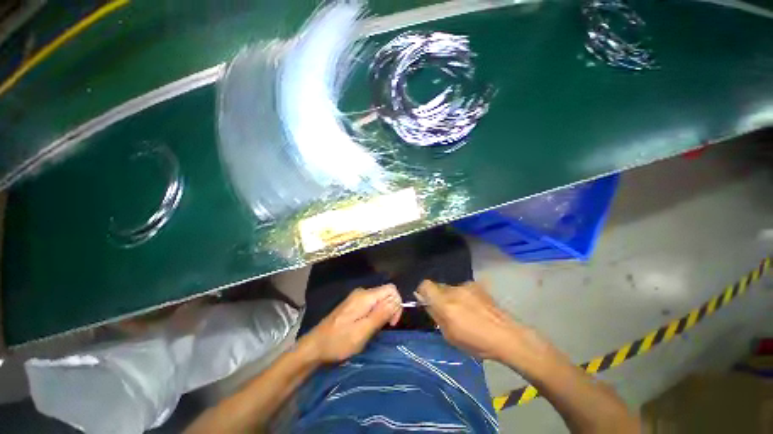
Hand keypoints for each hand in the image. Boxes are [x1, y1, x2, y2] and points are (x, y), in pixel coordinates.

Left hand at [302, 284, 402, 363]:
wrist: (315, 345)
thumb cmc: (338, 341)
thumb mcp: (362, 332)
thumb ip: (380, 315)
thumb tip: (396, 301)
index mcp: (365, 297)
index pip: (391, 289)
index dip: (396, 304)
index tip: (392, 322)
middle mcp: (362, 292)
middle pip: (386, 293)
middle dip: (391, 308)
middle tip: (385, 327)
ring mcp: (357, 297)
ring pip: (380, 299)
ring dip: (384, 312)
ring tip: (375, 329)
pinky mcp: (354, 304)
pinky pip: (372, 303)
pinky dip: (376, 313)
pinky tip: (369, 325)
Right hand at [417, 280, 528, 360]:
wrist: (507, 336)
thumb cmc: (476, 342)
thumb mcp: (450, 335)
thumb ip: (436, 315)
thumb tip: (426, 303)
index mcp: (445, 303)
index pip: (425, 285)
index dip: (422, 291)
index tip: (426, 301)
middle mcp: (453, 290)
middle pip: (438, 286)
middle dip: (438, 297)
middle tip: (446, 311)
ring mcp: (466, 286)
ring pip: (451, 288)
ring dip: (451, 297)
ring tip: (463, 312)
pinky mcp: (477, 286)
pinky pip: (463, 289)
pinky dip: (463, 296)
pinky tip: (474, 308)